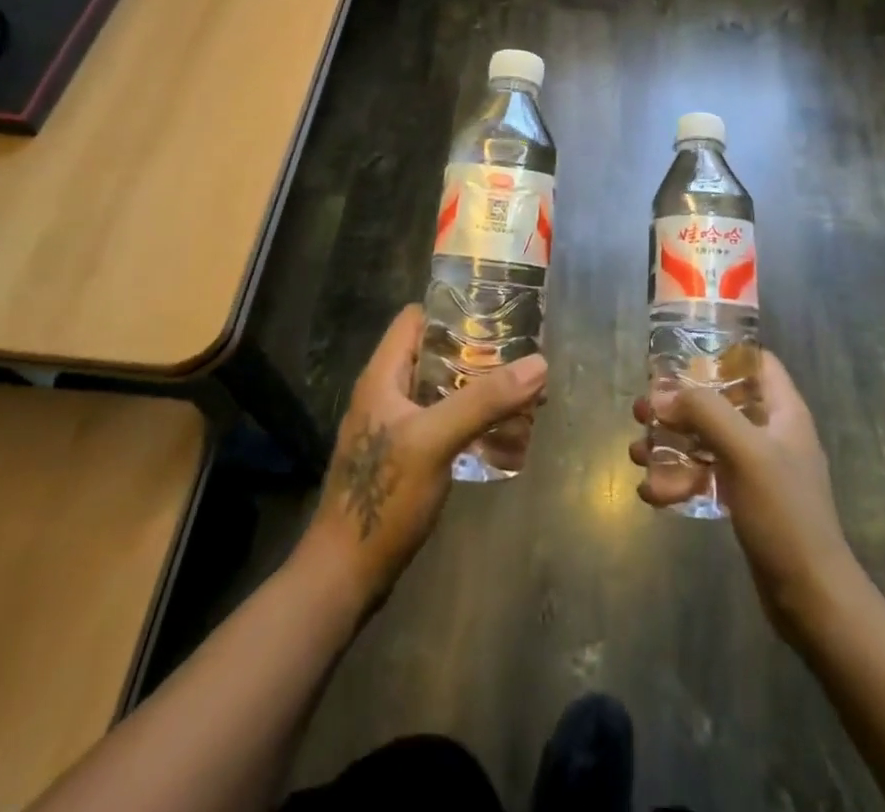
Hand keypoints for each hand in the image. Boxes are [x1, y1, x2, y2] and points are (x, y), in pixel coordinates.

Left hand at [297, 305, 547, 614]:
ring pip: (442, 390)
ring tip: (523, 392)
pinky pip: (443, 422)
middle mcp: (387, 393)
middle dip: (478, 353)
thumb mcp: (435, 440)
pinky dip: (471, 419)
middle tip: (522, 355)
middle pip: (435, 354)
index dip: (453, 310)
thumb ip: (484, 401)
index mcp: (383, 376)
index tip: (496, 313)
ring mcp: (396, 427)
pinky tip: (502, 432)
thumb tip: (539, 363)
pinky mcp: (406, 457)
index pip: (416, 319)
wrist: (345, 575)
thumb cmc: (383, 496)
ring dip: (479, 388)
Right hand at [629, 351, 859, 642]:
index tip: (681, 355)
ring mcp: (758, 470)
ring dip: (671, 444)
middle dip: (679, 404)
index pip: (757, 363)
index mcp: (784, 412)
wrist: (811, 599)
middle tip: (642, 409)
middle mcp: (771, 434)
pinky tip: (651, 493)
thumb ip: (705, 412)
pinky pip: (706, 477)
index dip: (723, 352)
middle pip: (721, 402)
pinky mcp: (745, 501)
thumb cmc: (784, 514)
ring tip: (636, 454)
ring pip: (707, 441)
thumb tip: (661, 394)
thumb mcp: (746, 452)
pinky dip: (680, 480)